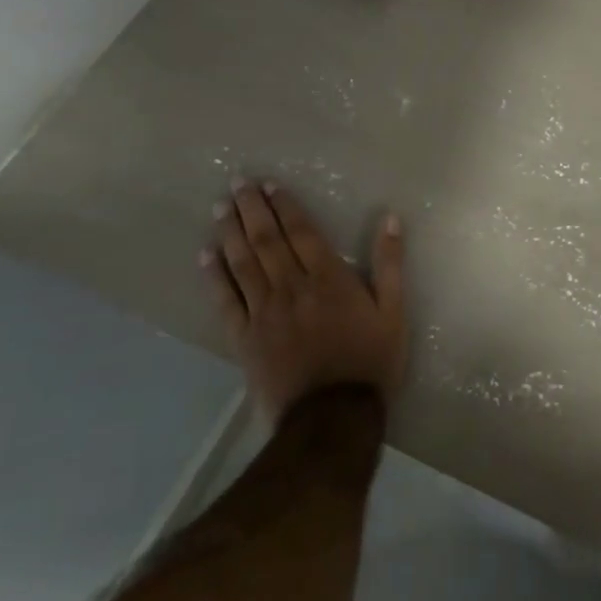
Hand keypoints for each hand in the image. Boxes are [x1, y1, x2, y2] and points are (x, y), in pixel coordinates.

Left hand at [201, 180, 406, 425]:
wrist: (332, 416)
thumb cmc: (370, 361)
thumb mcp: (394, 312)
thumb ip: (390, 265)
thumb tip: (390, 220)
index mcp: (329, 280)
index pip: (303, 233)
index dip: (286, 207)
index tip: (270, 185)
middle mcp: (292, 288)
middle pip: (268, 242)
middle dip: (252, 210)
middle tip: (237, 184)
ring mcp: (264, 313)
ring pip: (243, 264)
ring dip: (231, 233)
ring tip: (220, 208)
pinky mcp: (245, 338)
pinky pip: (225, 301)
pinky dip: (214, 277)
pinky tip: (206, 256)